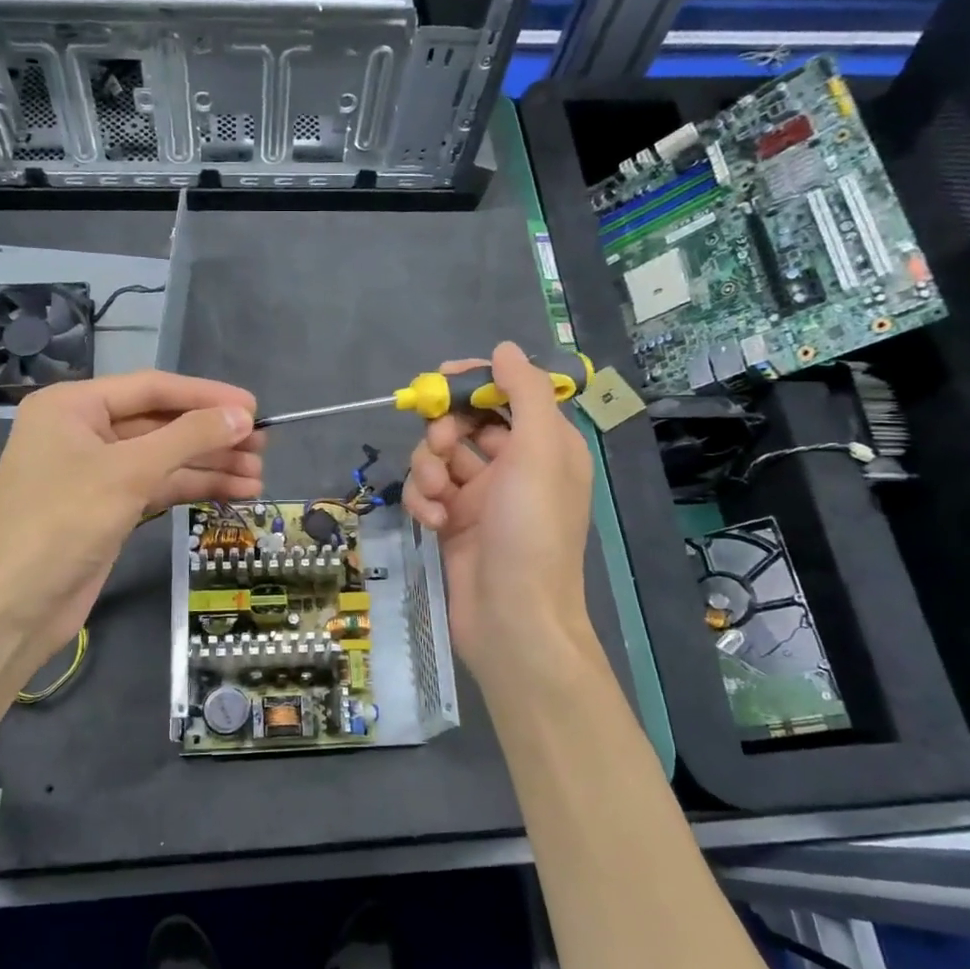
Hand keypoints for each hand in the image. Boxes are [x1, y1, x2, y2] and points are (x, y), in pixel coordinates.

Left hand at [0, 371, 261, 667]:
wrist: (14, 606)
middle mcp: (82, 432)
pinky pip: (156, 487)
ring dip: (209, 466)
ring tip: (258, 478)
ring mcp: (94, 473)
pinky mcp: (106, 508)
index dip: (206, 396)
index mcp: (72, 406)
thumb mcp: (129, 472)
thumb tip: (242, 414)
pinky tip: (231, 493)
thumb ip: (188, 437)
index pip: (151, 388)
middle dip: (212, 436)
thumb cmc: (62, 523)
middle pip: (160, 424)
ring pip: (162, 459)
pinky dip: (191, 489)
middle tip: (263, 448)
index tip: (254, 407)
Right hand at [402, 342, 594, 682]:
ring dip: (429, 469)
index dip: (474, 384)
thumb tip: (504, 349)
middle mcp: (514, 467)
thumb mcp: (540, 453)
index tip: (441, 380)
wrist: (512, 619)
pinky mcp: (453, 524)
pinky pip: (429, 494)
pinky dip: (424, 501)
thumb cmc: (532, 532)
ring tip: (438, 497)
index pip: (506, 396)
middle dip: (445, 432)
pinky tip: (432, 521)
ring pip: (439, 458)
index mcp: (545, 446)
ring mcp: (481, 498)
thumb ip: (525, 395)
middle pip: (465, 425)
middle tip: (441, 447)